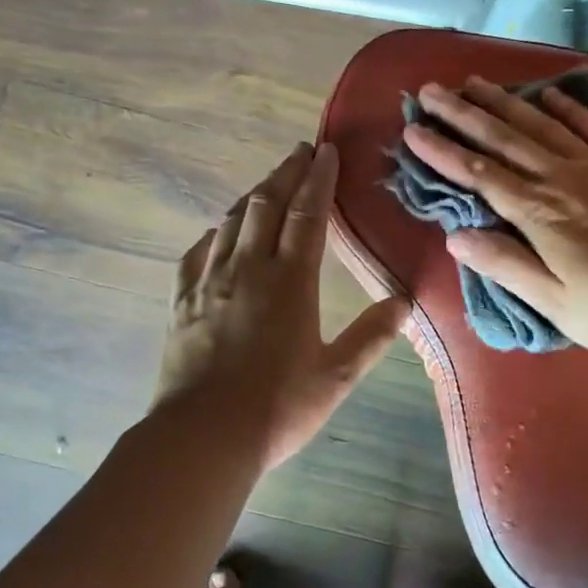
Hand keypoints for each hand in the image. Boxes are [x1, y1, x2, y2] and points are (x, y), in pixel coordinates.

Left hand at [154, 142, 408, 469]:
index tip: (326, 150)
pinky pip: (197, 252)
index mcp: (290, 281)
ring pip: (232, 222)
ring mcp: (210, 282)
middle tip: (300, 151)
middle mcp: (248, 269)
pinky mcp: (183, 301)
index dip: (319, 179)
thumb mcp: (336, 376)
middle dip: (286, 173)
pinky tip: (219, 232)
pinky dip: (214, 233)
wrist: (202, 436)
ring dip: (252, 195)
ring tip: (268, 182)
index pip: (308, 214)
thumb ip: (371, 335)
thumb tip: (404, 301)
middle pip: (266, 204)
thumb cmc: (277, 407)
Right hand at [404, 77, 587, 358]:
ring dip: (504, 101)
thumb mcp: (555, 302)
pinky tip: (548, 93)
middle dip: (462, 113)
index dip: (442, 151)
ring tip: (475, 81)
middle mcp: (561, 178)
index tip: (412, 129)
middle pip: (503, 138)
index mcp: (538, 214)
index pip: (478, 174)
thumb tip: (455, 236)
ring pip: (541, 125)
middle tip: (431, 89)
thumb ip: (505, 265)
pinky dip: (568, 107)